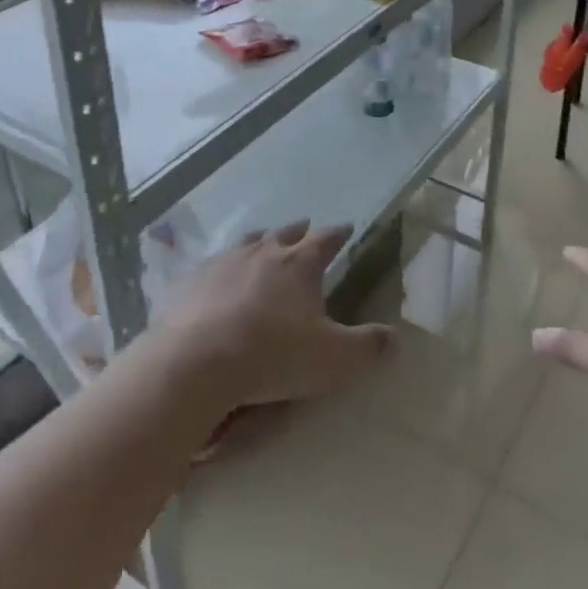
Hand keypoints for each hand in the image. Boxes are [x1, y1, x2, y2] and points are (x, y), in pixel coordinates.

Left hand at [159, 221, 392, 411]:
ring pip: (249, 241)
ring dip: (262, 239)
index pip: (326, 239)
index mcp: (300, 264)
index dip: (339, 233)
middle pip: (286, 233)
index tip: (347, 227)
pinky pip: (215, 262)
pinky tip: (221, 272)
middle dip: (299, 231)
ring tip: (266, 239)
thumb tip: (394, 336)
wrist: (197, 361)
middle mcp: (264, 252)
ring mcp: (225, 262)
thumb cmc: (274, 355)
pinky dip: (226, 264)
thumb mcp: (334, 359)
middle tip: (306, 227)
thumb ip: (368, 347)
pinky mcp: (193, 279)